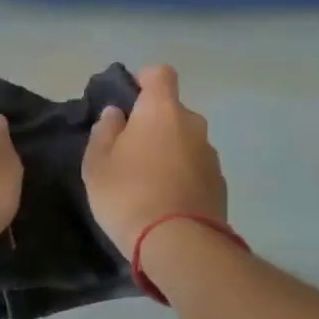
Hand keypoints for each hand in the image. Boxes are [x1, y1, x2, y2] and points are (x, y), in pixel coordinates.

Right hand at [82, 64, 227, 258]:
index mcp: (162, 110)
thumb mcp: (98, 164)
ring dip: (170, 152)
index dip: (144, 81)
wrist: (178, 244)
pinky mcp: (220, 184)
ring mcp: (211, 155)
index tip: (128, 102)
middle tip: (130, 152)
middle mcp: (193, 124)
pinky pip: (196, 169)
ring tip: (148, 183)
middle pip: (173, 111)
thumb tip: (116, 115)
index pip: (160, 74)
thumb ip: (104, 132)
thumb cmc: (128, 195)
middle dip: (153, 124)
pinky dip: (183, 176)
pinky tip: (166, 202)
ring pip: (186, 141)